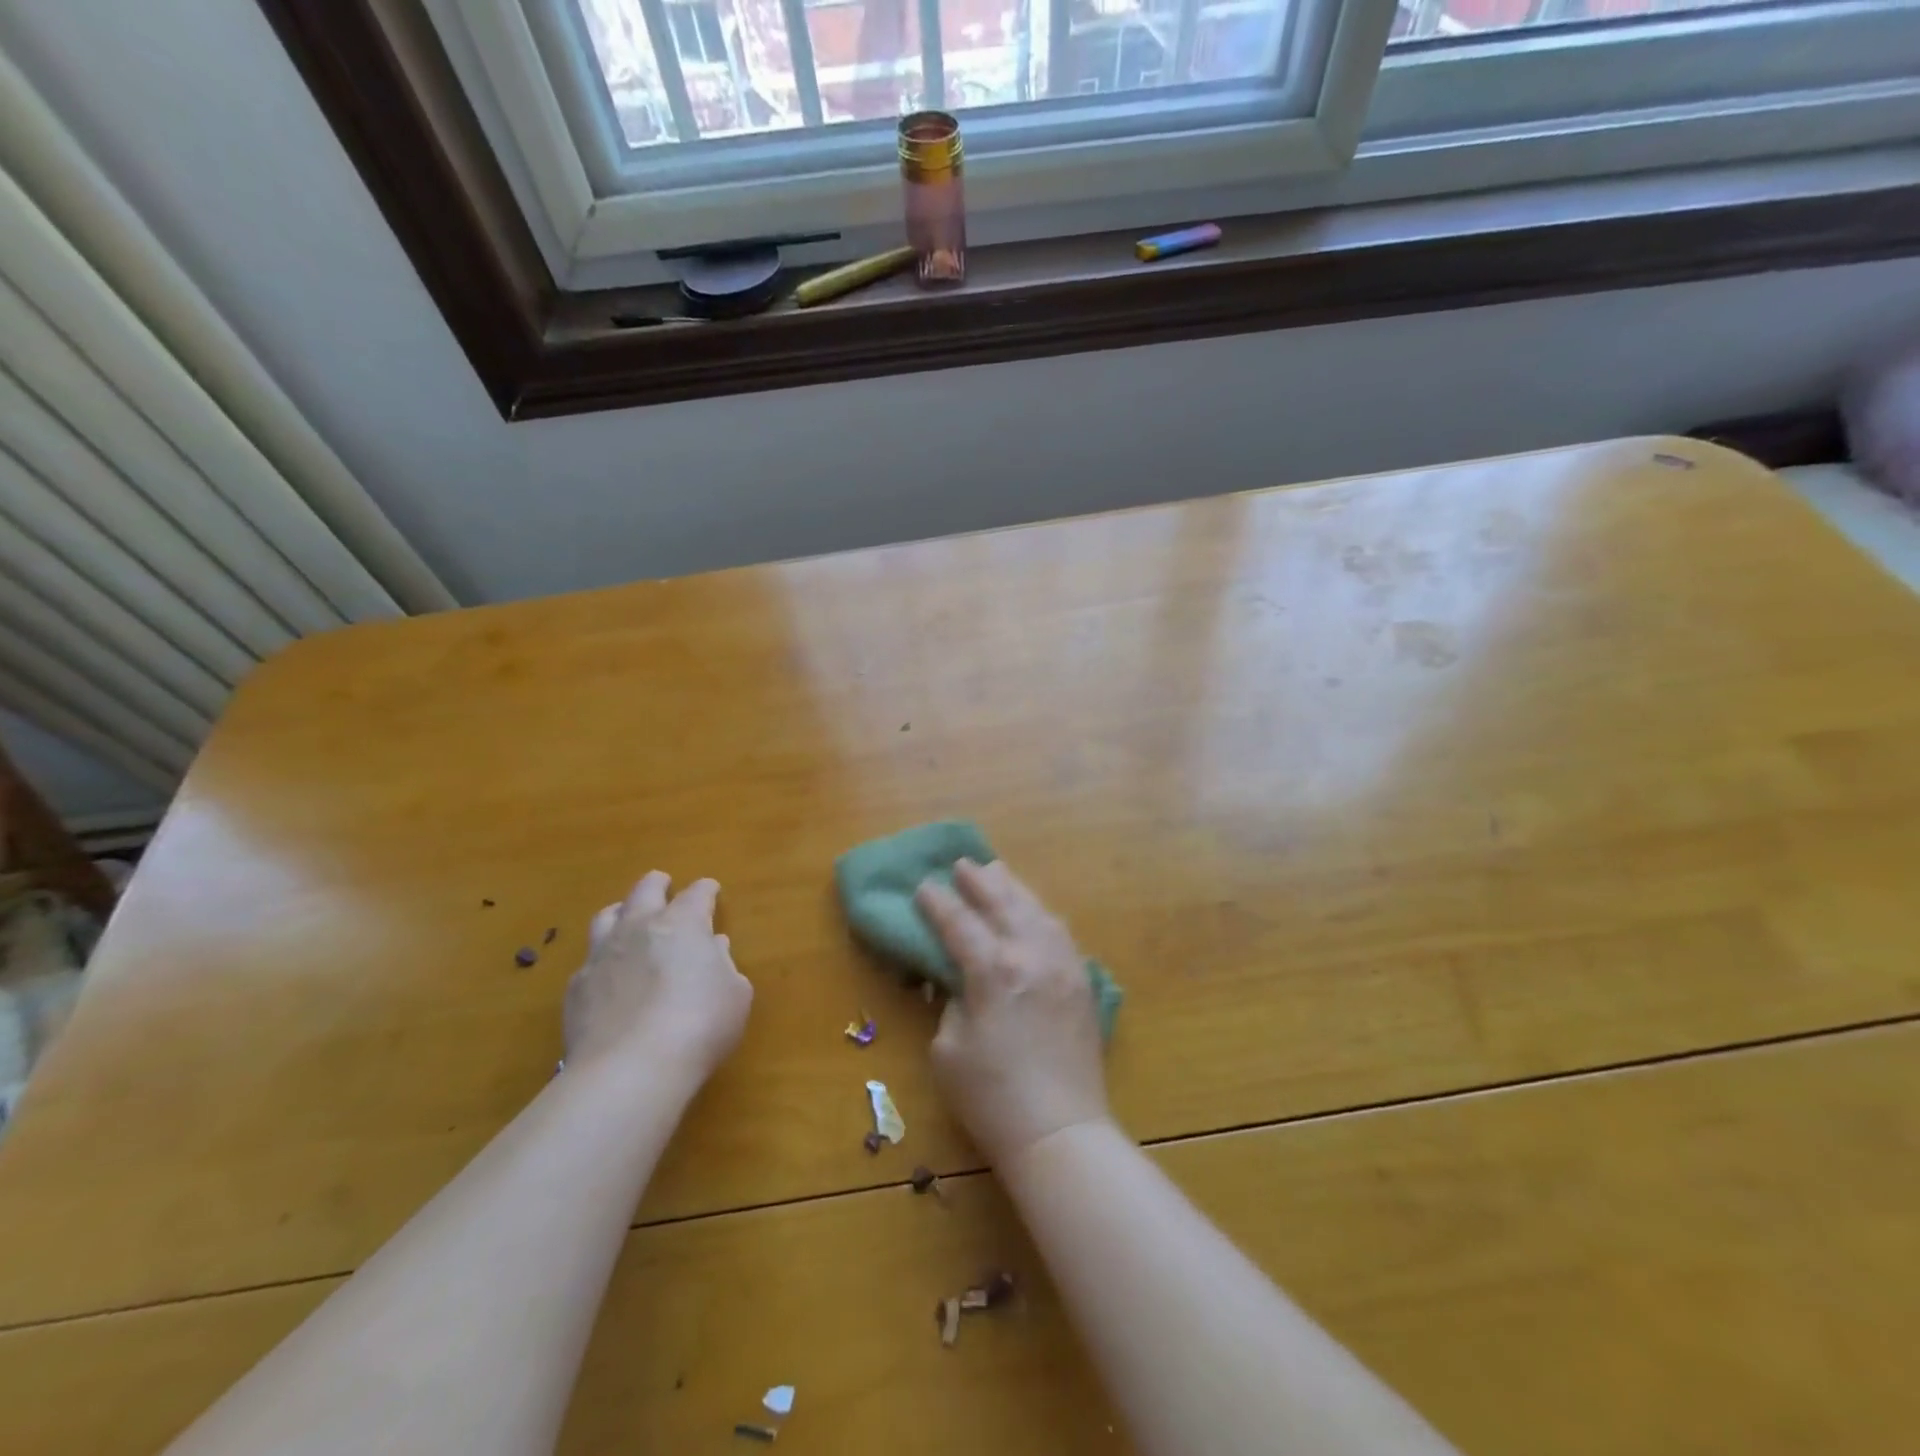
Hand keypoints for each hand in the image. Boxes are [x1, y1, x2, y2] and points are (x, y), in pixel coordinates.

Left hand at [564, 872, 751, 1082]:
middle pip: (645, 890)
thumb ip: (724, 966)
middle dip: (657, 884)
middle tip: (663, 884)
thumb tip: (712, 948)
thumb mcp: (734, 995)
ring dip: (621, 912)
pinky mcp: (576, 988)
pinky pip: (589, 961)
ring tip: (626, 916)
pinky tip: (608, 976)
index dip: (706, 890)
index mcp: (683, 923)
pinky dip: (602, 960)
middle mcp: (640, 928)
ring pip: (607, 917)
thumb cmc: (700, 1025)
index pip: (697, 893)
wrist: (630, 1069)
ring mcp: (603, 956)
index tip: (711, 890)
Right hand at [915, 858, 1110, 1165]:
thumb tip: (957, 978)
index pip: (960, 923)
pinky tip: (1033, 911)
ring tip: (997, 872)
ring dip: (1013, 888)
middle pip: (1003, 903)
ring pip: (1036, 910)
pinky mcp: (1082, 981)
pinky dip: (1040, 913)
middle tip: (961, 864)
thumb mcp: (948, 1049)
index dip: (938, 903)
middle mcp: (1032, 955)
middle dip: (979, 881)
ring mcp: (1063, 965)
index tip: (923, 886)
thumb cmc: (991, 1097)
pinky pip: (1060, 932)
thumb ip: (951, 1002)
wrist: (1059, 1130)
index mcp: (994, 970)